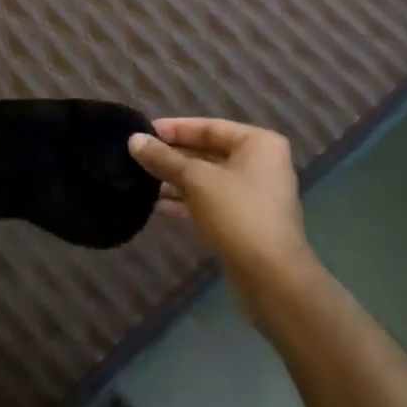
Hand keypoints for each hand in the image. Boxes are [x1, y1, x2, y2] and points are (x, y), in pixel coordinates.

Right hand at [130, 119, 314, 314]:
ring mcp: (254, 196)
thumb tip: (134, 140)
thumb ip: (164, 159)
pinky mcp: (245, 222)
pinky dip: (186, 202)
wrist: (272, 279)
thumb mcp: (196, 180)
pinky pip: (210, 202)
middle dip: (173, 156)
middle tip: (138, 155)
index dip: (174, 128)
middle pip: (208, 152)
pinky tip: (157, 206)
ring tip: (141, 180)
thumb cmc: (237, 214)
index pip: (209, 127)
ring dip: (176, 180)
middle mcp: (260, 165)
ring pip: (207, 179)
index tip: (143, 131)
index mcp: (258, 144)